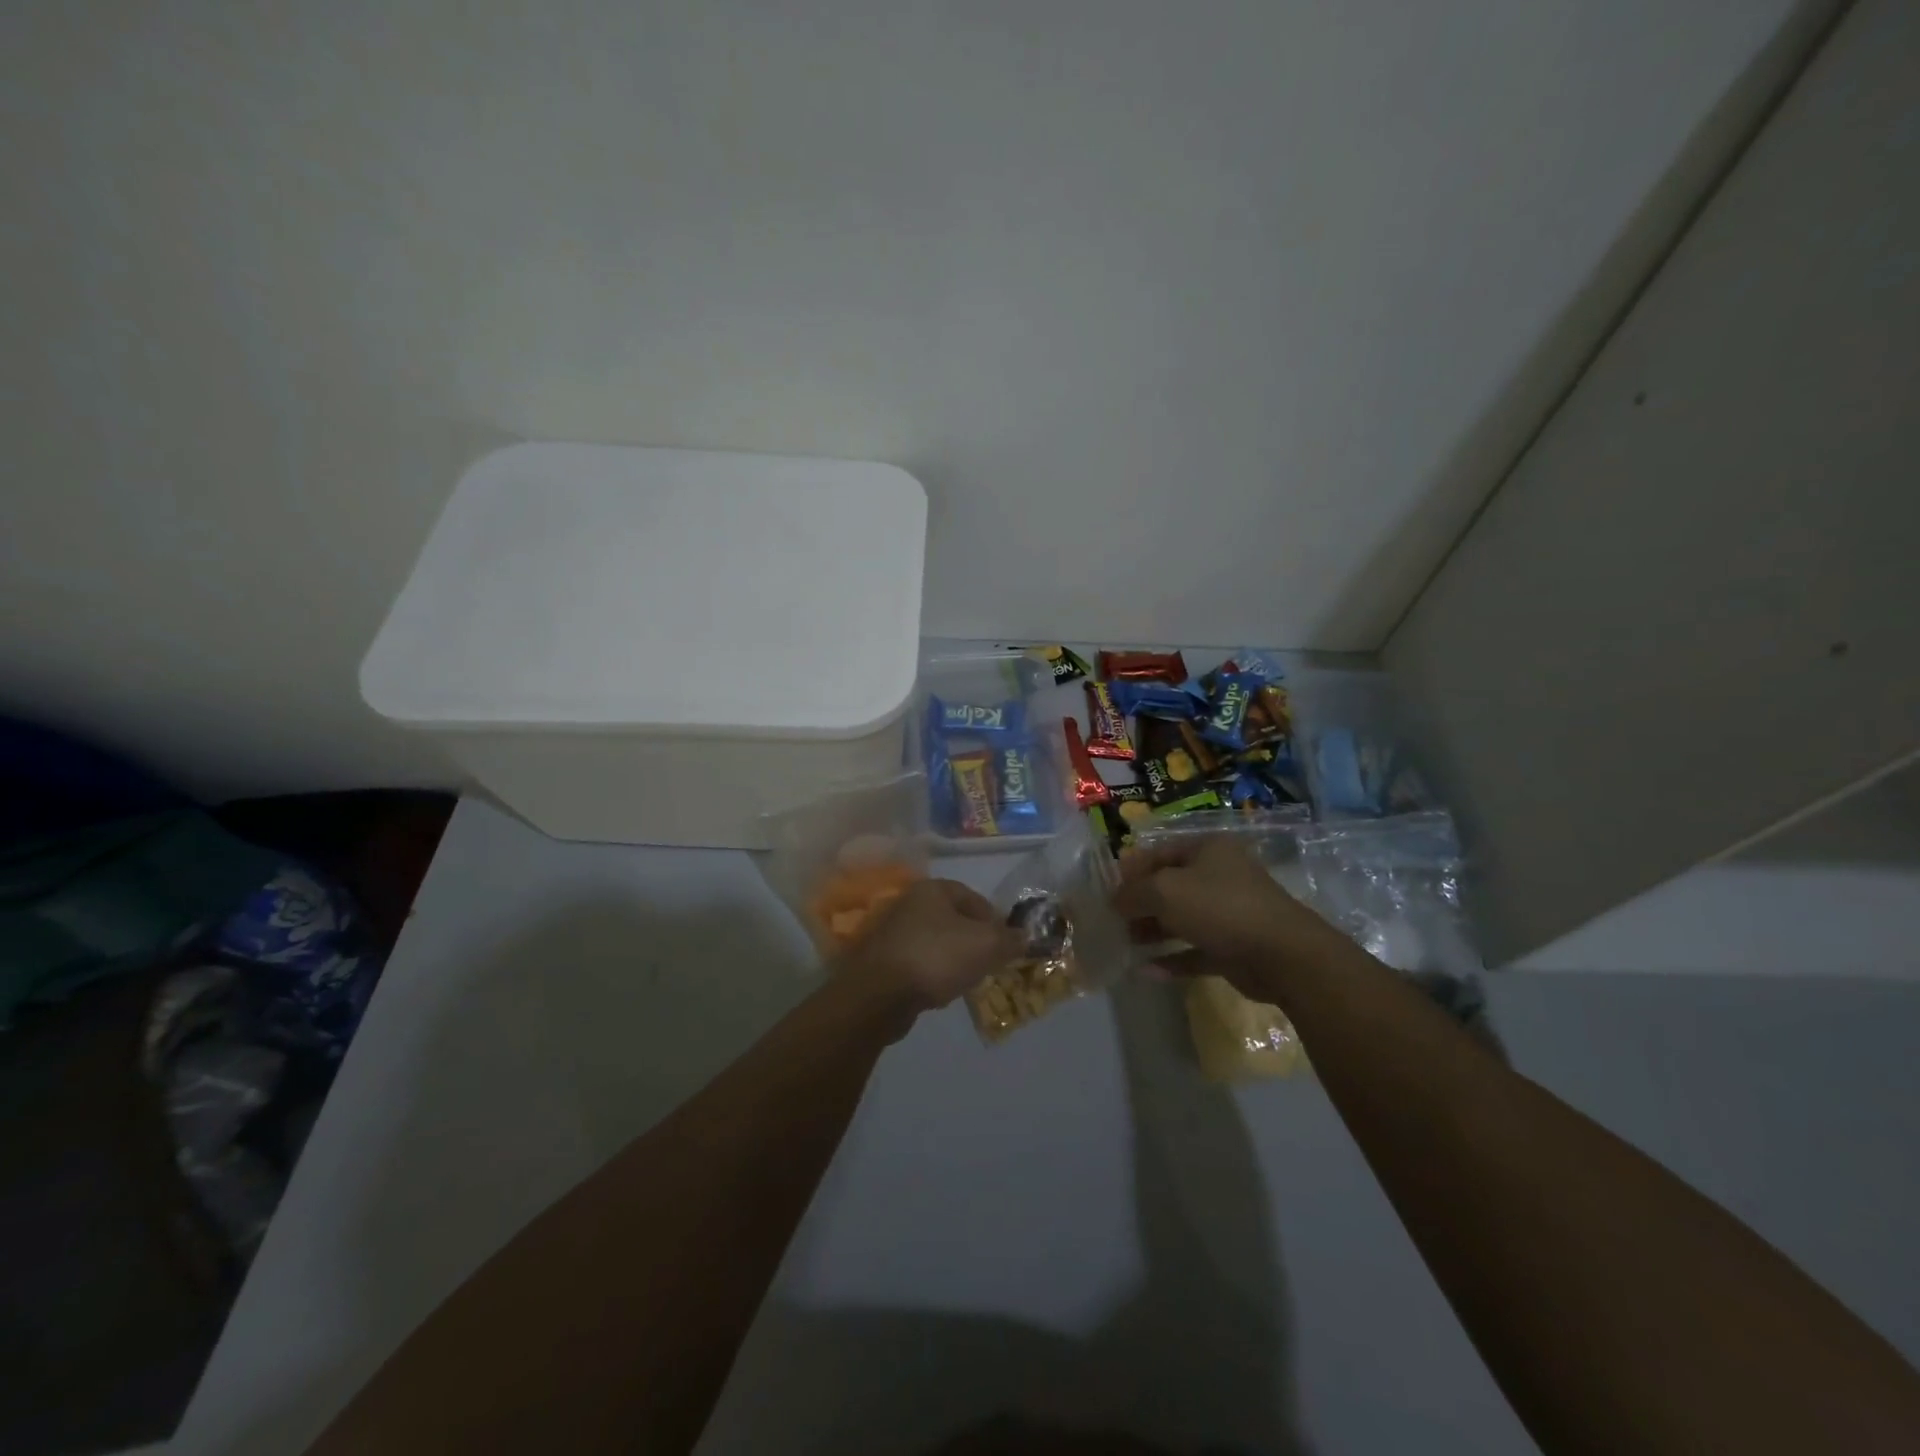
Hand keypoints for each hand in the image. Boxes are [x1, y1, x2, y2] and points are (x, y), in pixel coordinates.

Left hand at [840, 878, 1025, 1021]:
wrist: (879, 993)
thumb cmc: (937, 957)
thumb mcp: (986, 945)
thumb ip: (1009, 939)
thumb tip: (1024, 937)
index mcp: (932, 889)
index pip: (972, 897)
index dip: (994, 918)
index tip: (1007, 942)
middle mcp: (909, 903)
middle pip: (953, 919)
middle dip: (974, 940)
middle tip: (990, 961)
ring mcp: (892, 932)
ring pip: (935, 941)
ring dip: (953, 957)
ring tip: (968, 979)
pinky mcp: (882, 959)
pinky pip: (918, 961)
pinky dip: (933, 972)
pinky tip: (940, 990)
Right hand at [1112, 835, 1339, 1002]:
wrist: (1282, 955)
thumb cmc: (1219, 907)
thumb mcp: (1164, 891)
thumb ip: (1133, 893)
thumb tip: (1115, 901)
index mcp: (1207, 850)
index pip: (1159, 853)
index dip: (1131, 870)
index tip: (1106, 890)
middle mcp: (1219, 876)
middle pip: (1170, 886)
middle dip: (1140, 903)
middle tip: (1113, 920)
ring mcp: (1228, 913)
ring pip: (1181, 919)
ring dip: (1153, 931)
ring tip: (1125, 944)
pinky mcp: (1233, 948)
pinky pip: (1195, 950)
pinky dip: (1172, 959)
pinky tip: (1145, 971)